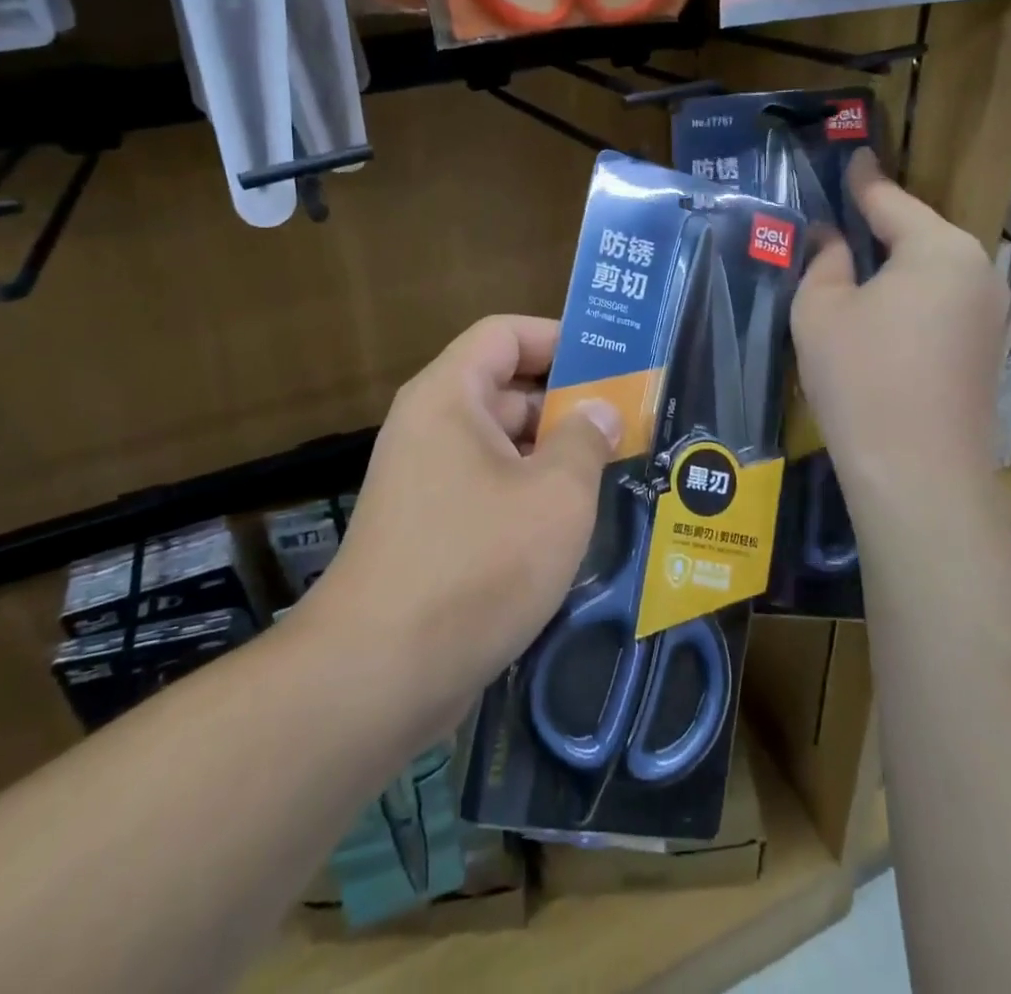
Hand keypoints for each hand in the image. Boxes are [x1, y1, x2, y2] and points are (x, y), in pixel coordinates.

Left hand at [306, 316, 621, 741]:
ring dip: (555, 453)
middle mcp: (431, 427)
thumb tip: (600, 410)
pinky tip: (577, 523)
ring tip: (618, 469)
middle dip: (568, 401)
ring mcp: (427, 481)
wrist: (378, 676)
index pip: (504, 333)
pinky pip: (489, 489)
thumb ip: (586, 440)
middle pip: (506, 388)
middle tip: (632, 422)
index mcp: (449, 396)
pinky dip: (531, 494)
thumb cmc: (476, 565)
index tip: (613, 363)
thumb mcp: (555, 496)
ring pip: (502, 445)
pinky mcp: (431, 529)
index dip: (559, 337)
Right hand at [791, 151, 1006, 513]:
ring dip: (894, 264)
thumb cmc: (861, 377)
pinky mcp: (987, 348)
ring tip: (854, 263)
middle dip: (879, 224)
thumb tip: (832, 239)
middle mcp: (976, 269)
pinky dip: (909, 296)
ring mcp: (989, 312)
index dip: (863, 179)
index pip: (891, 199)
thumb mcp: (821, 310)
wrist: (918, 474)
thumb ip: (824, 261)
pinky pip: (941, 301)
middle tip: (839, 217)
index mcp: (938, 247)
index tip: (852, 157)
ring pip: (931, 269)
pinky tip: (881, 311)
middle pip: (918, 232)